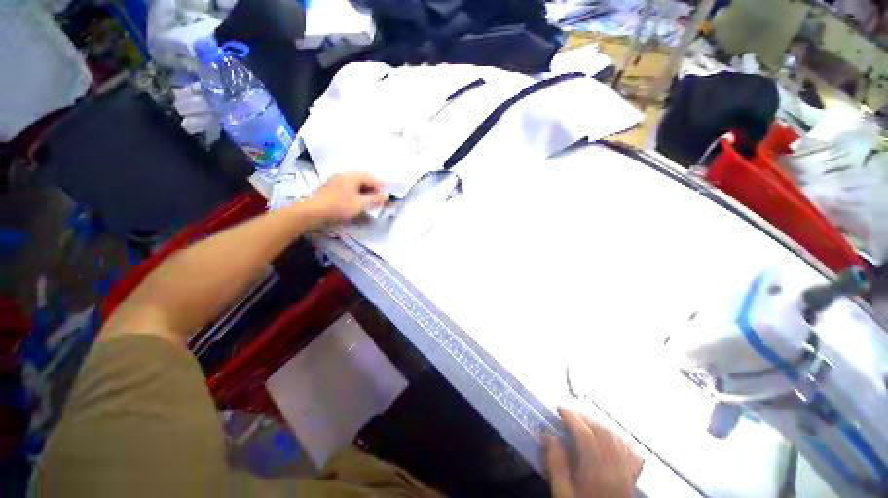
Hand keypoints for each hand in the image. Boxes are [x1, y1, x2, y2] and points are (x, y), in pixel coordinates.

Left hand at [303, 172, 387, 225]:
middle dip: (372, 188)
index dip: (380, 187)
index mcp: (353, 176)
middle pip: (362, 178)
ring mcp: (335, 180)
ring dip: (363, 190)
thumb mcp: (361, 204)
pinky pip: (347, 186)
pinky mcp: (329, 187)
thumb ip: (375, 199)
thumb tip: (387, 195)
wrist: (313, 211)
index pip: (371, 178)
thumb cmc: (340, 206)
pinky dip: (354, 192)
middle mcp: (344, 174)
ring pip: (354, 183)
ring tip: (367, 201)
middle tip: (377, 198)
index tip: (385, 196)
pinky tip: (354, 200)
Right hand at [543, 407, 642, 497]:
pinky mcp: (634, 478)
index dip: (572, 418)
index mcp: (597, 473)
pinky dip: (619, 438)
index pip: (586, 436)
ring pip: (617, 438)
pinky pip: (631, 450)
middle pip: (603, 433)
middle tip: (569, 412)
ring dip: (600, 424)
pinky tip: (609, 435)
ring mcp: (628, 473)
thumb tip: (549, 436)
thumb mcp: (563, 494)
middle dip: (584, 417)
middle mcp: (616, 469)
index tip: (560, 408)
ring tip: (584, 420)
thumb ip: (556, 466)